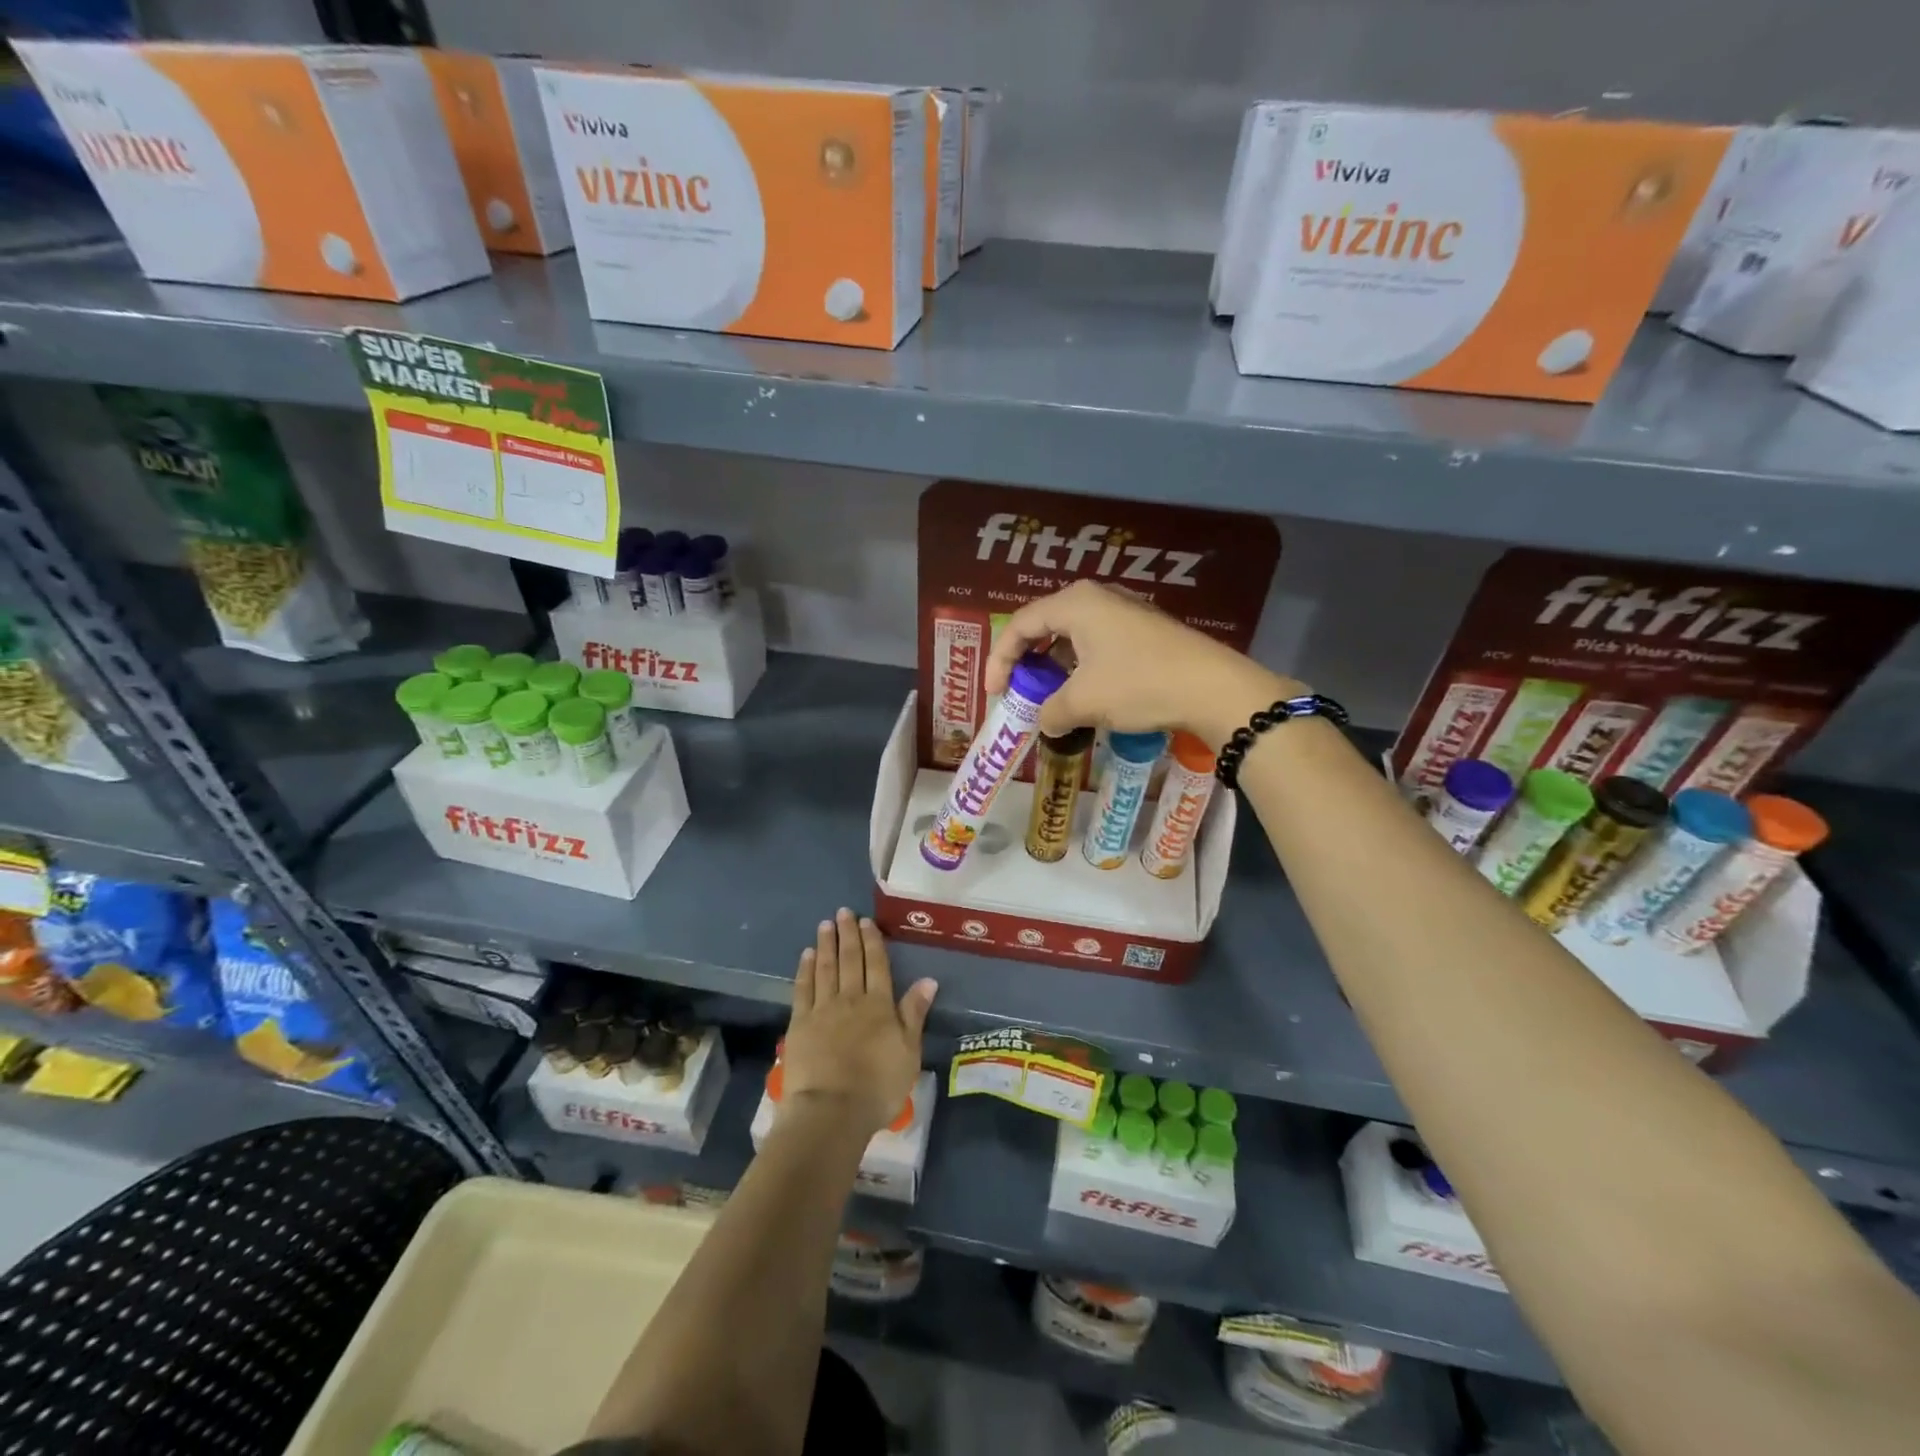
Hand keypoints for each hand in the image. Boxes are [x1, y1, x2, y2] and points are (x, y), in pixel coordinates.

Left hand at [782, 909, 937, 1138]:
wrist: (832, 1110)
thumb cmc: (878, 1086)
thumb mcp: (909, 1052)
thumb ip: (914, 1013)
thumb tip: (929, 980)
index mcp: (879, 1005)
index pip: (876, 965)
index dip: (872, 941)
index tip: (866, 921)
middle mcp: (851, 999)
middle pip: (850, 960)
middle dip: (848, 935)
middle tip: (843, 912)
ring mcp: (823, 1009)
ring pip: (825, 968)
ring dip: (826, 945)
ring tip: (825, 924)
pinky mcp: (800, 1023)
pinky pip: (803, 988)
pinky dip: (805, 969)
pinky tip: (806, 955)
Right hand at [984, 580, 1299, 746]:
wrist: (1213, 688)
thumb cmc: (1138, 684)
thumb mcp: (1084, 702)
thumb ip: (1051, 711)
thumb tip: (1045, 723)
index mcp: (1075, 603)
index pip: (1020, 625)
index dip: (999, 660)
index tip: (994, 694)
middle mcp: (1097, 598)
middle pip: (1045, 625)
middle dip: (1026, 661)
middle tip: (1017, 692)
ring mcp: (1124, 612)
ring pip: (1073, 636)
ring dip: (1055, 668)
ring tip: (1049, 698)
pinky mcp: (1144, 631)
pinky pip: (1097, 644)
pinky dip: (1081, 668)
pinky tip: (1085, 695)